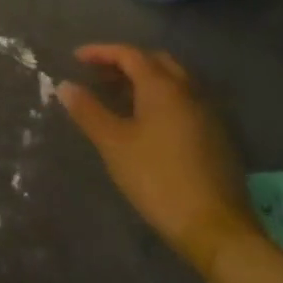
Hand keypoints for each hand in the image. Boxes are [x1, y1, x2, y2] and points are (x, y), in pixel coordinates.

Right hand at [58, 44, 260, 274]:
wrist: (217, 230)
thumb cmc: (158, 179)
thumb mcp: (113, 144)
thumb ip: (88, 111)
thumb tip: (64, 85)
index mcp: (162, 87)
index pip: (128, 54)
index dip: (100, 52)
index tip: (76, 58)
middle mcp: (188, 91)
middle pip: (155, 61)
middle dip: (125, 62)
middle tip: (100, 75)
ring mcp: (207, 114)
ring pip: (173, 81)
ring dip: (145, 80)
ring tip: (119, 97)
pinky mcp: (218, 137)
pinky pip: (185, 101)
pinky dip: (162, 99)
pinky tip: (148, 122)